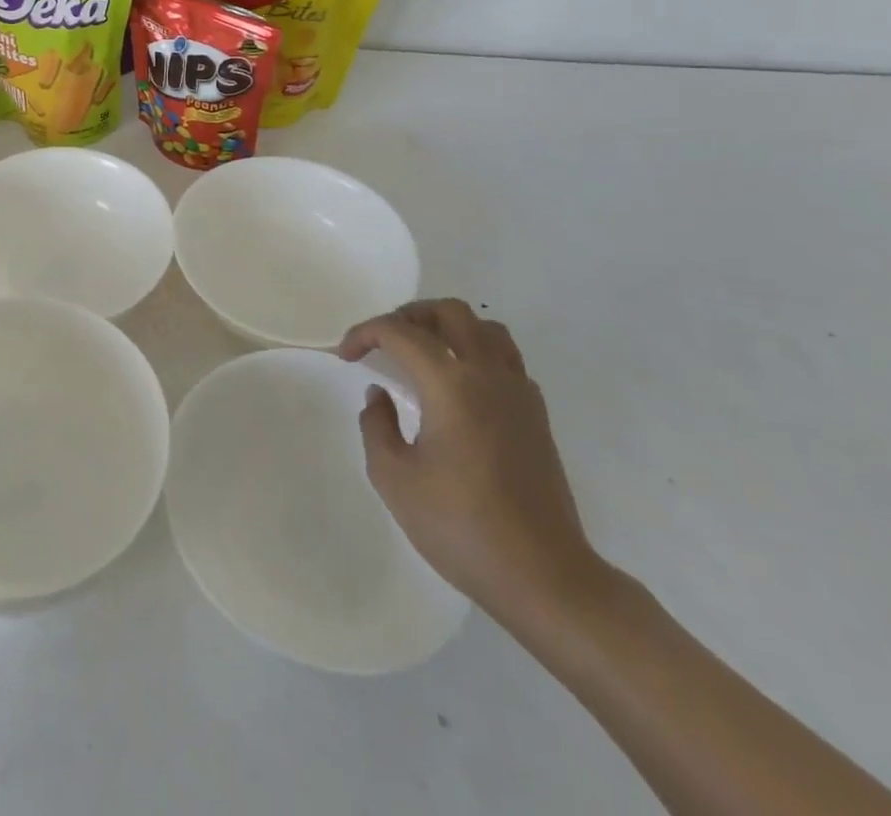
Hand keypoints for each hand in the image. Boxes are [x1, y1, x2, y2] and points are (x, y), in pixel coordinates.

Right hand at [340, 299, 604, 629]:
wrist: (545, 578)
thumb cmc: (461, 526)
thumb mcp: (394, 478)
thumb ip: (377, 425)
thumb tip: (379, 395)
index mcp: (451, 384)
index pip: (399, 332)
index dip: (365, 333)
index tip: (345, 356)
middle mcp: (488, 375)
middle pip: (451, 312)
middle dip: (409, 315)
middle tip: (383, 341)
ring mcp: (520, 394)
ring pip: (486, 329)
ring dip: (449, 328)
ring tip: (422, 353)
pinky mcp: (537, 416)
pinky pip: (506, 359)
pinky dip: (476, 353)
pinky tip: (458, 386)